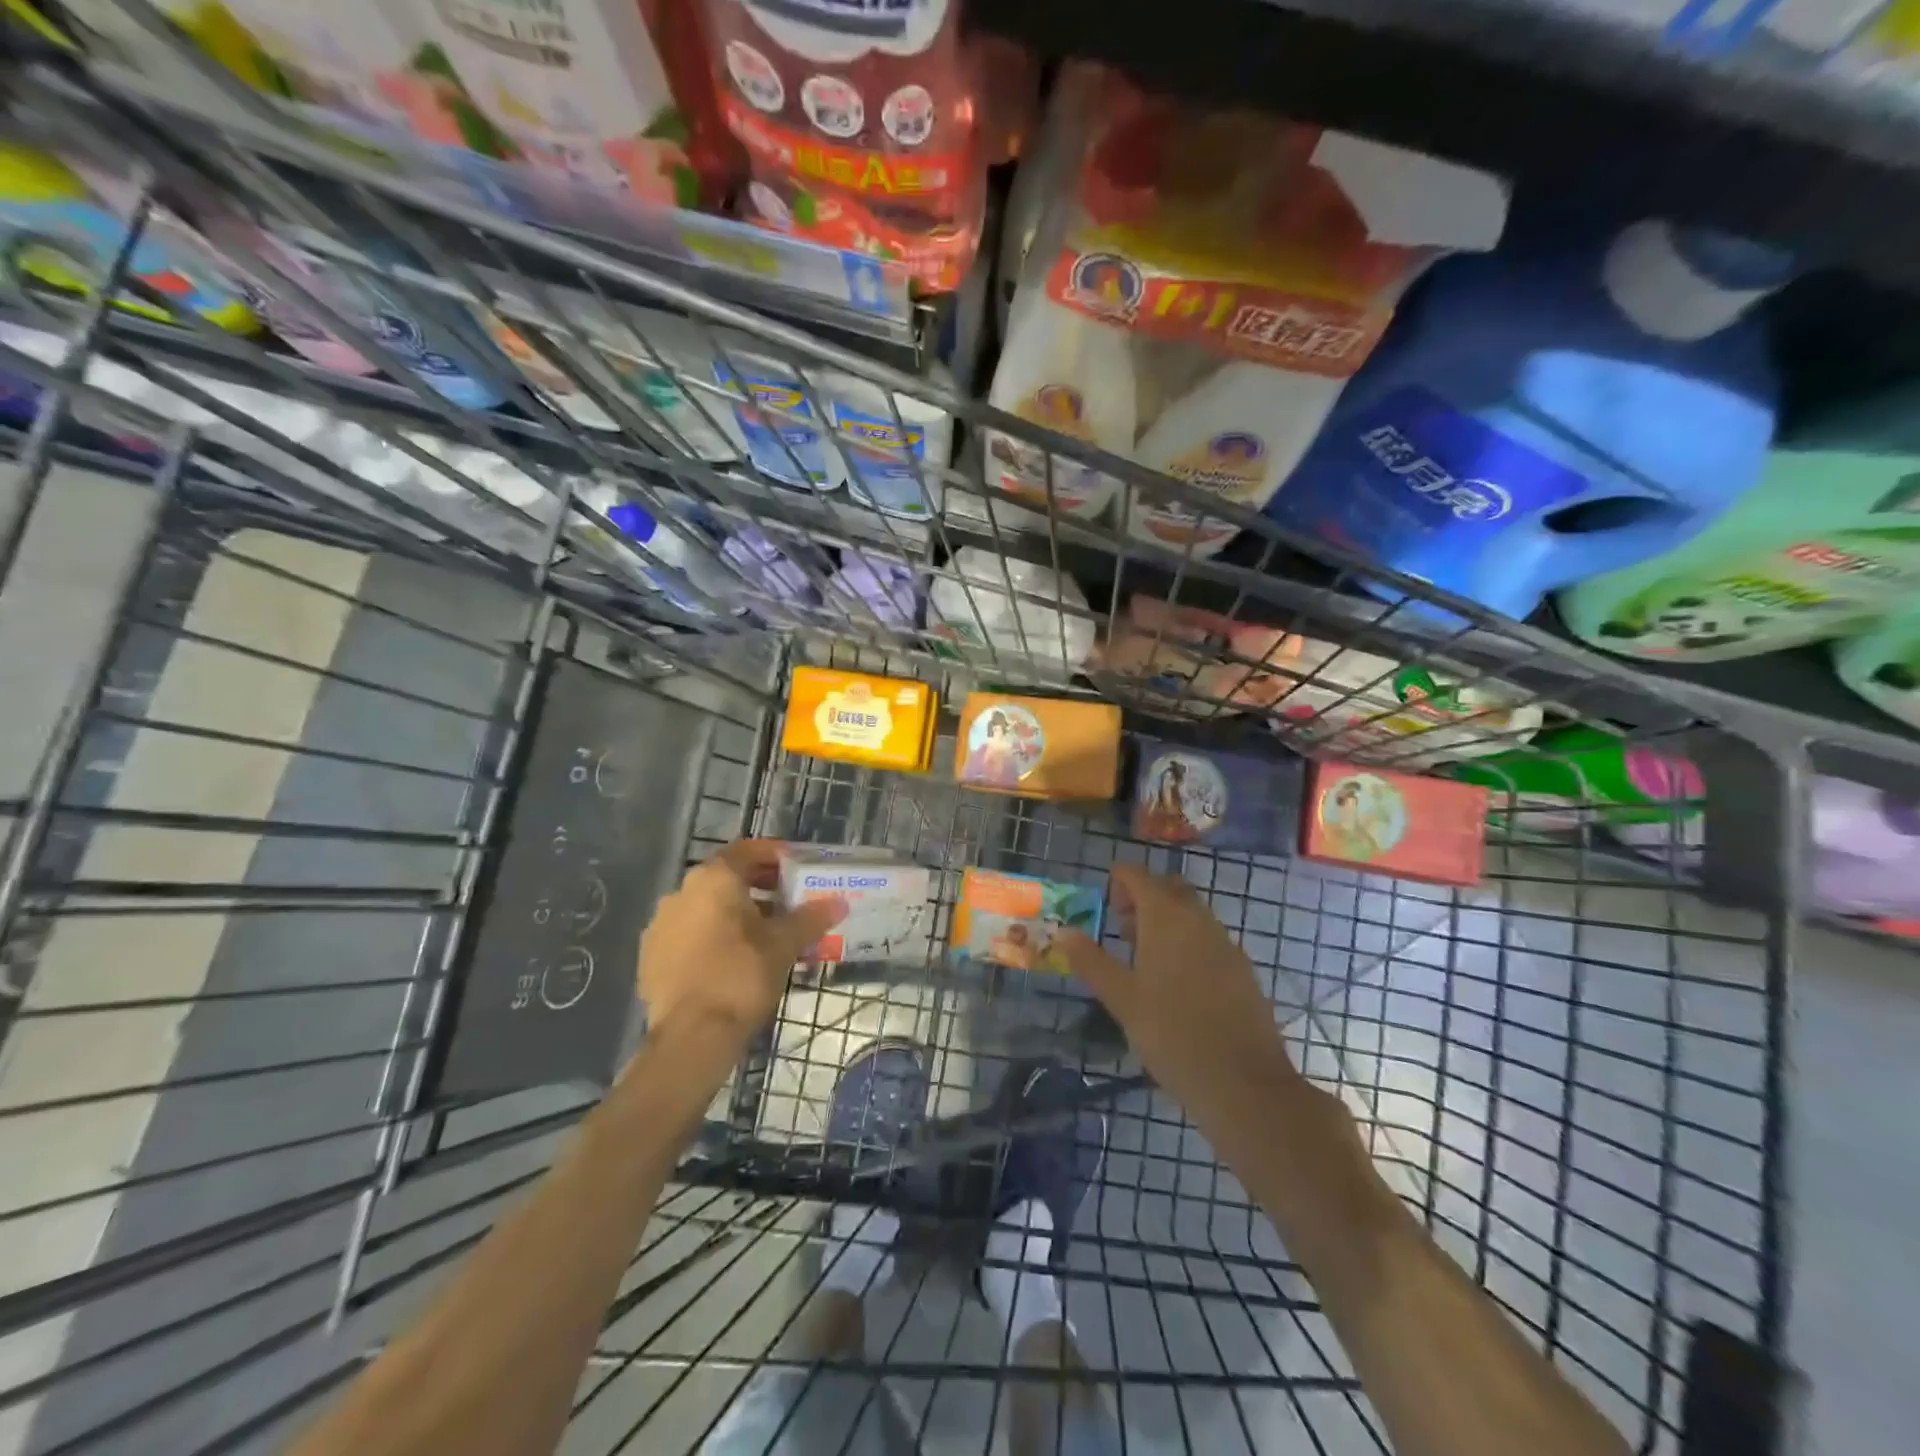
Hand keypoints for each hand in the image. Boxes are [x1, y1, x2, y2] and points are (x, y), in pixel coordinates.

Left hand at [637, 840, 845, 1046]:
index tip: (796, 865)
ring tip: (764, 934)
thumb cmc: (741, 976)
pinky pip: (688, 934)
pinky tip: (732, 959)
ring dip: (734, 913)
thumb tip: (838, 903)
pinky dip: (711, 937)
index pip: (747, 850)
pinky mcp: (650, 956)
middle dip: (758, 886)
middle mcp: (681, 892)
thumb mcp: (784, 945)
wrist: (691, 1036)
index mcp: (714, 880)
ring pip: (705, 907)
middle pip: (726, 878)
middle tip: (787, 901)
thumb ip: (810, 919)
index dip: (774, 854)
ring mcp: (660, 925)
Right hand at [1056, 865, 1298, 1113]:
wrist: (1243, 1082)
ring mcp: (1225, 942)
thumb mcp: (1121, 998)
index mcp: (1166, 917)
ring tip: (1143, 956)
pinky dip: (1187, 942)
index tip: (1104, 903)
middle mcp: (1199, 919)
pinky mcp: (1241, 969)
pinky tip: (1176, 981)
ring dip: (1166, 920)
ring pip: (1191, 913)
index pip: (1138, 876)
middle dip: (1144, 896)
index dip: (1118, 880)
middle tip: (1121, 925)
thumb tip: (1064, 931)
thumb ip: (1091, 960)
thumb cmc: (1171, 1034)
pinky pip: (1208, 938)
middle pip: (1169, 888)